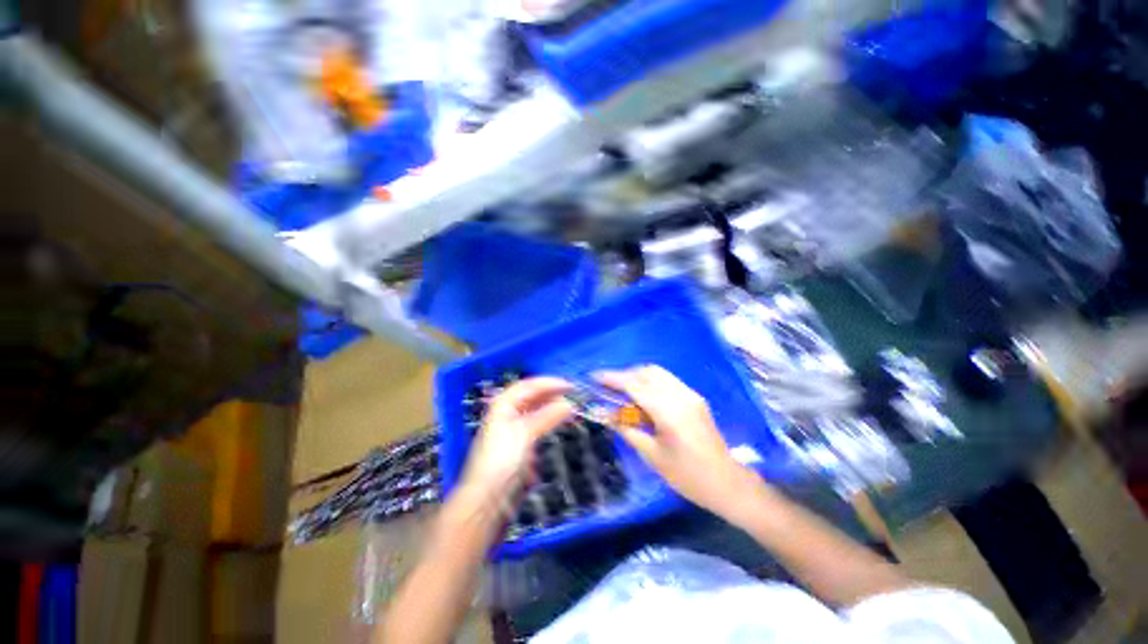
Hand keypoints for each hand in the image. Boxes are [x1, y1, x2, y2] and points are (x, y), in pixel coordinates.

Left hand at [458, 377, 572, 507]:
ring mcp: (512, 429)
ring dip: (551, 407)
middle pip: (531, 396)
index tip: (570, 386)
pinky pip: (536, 425)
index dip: (549, 383)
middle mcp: (507, 413)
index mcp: (503, 405)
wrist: (486, 501)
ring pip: (535, 410)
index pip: (528, 385)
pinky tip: (557, 423)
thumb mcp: (525, 434)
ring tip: (569, 409)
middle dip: (551, 394)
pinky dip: (547, 421)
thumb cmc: (502, 461)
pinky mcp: (518, 445)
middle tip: (573, 396)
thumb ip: (547, 416)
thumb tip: (569, 403)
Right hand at [598, 366, 754, 512]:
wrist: (727, 483)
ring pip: (658, 373)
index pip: (634, 385)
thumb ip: (627, 429)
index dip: (612, 378)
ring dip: (638, 377)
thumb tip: (604, 412)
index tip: (594, 377)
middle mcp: (680, 395)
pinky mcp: (695, 397)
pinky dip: (651, 382)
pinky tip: (644, 398)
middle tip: (608, 389)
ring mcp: (690, 394)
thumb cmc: (687, 476)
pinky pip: (667, 380)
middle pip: (646, 372)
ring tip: (624, 393)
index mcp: (669, 411)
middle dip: (624, 375)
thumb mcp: (652, 456)